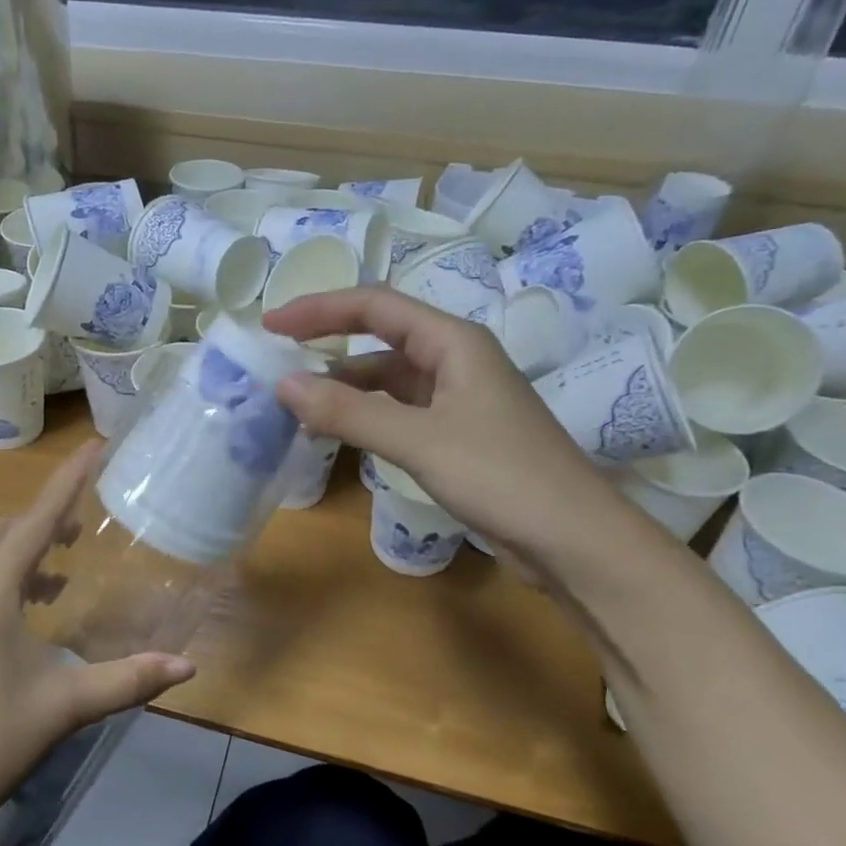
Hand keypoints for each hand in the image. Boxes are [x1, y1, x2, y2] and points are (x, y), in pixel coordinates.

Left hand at [0, 443, 194, 842]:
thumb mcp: (65, 706)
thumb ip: (128, 680)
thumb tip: (186, 667)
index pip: (35, 520)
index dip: (67, 481)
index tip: (94, 446)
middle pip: (4, 531)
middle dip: (45, 516)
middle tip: (87, 520)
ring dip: (24, 549)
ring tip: (65, 566)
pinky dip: (7, 578)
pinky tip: (33, 611)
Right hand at [264, 287, 618, 554]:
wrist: (573, 539)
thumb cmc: (501, 476)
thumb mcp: (419, 440)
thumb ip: (349, 412)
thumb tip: (282, 385)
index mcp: (453, 342)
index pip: (375, 306)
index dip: (320, 308)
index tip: (272, 325)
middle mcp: (455, 361)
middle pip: (380, 339)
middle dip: (328, 346)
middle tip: (276, 362)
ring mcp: (458, 400)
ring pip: (388, 381)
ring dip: (344, 388)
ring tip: (295, 407)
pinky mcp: (457, 436)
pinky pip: (398, 413)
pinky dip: (364, 418)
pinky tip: (338, 435)